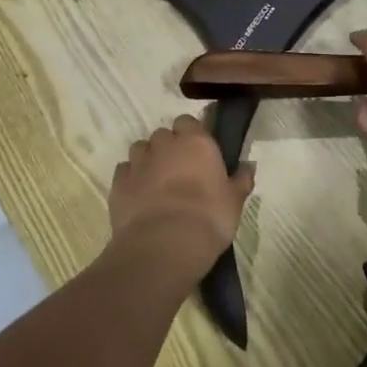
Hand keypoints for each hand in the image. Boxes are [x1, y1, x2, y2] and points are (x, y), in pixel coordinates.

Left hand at [109, 115, 255, 266]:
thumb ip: (241, 179)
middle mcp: (164, 145)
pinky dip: (131, 178)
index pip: (189, 122)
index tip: (199, 152)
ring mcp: (138, 162)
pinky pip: (124, 171)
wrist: (164, 245)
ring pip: (140, 149)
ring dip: (148, 160)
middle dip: (169, 148)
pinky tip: (139, 196)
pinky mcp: (118, 183)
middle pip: (163, 135)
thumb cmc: (209, 218)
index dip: (192, 134)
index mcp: (196, 142)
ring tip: (157, 183)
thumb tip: (249, 165)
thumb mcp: (234, 201)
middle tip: (180, 171)